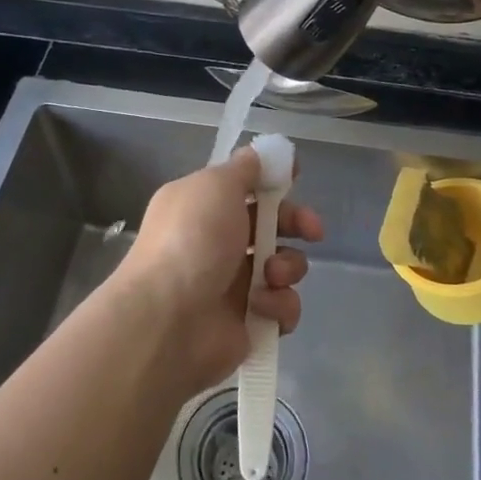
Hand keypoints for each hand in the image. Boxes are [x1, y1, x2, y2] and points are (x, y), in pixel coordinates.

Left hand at [105, 146, 323, 396]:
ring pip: (283, 266)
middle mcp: (216, 242)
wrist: (167, 320)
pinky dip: (279, 306)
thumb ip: (243, 169)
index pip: (245, 186)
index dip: (273, 181)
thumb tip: (258, 156)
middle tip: (312, 230)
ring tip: (271, 276)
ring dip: (287, 266)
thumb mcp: (215, 185)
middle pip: (272, 225)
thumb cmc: (191, 240)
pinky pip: (282, 308)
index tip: (296, 177)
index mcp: (202, 205)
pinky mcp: (248, 322)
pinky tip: (261, 307)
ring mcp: (233, 285)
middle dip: (296, 223)